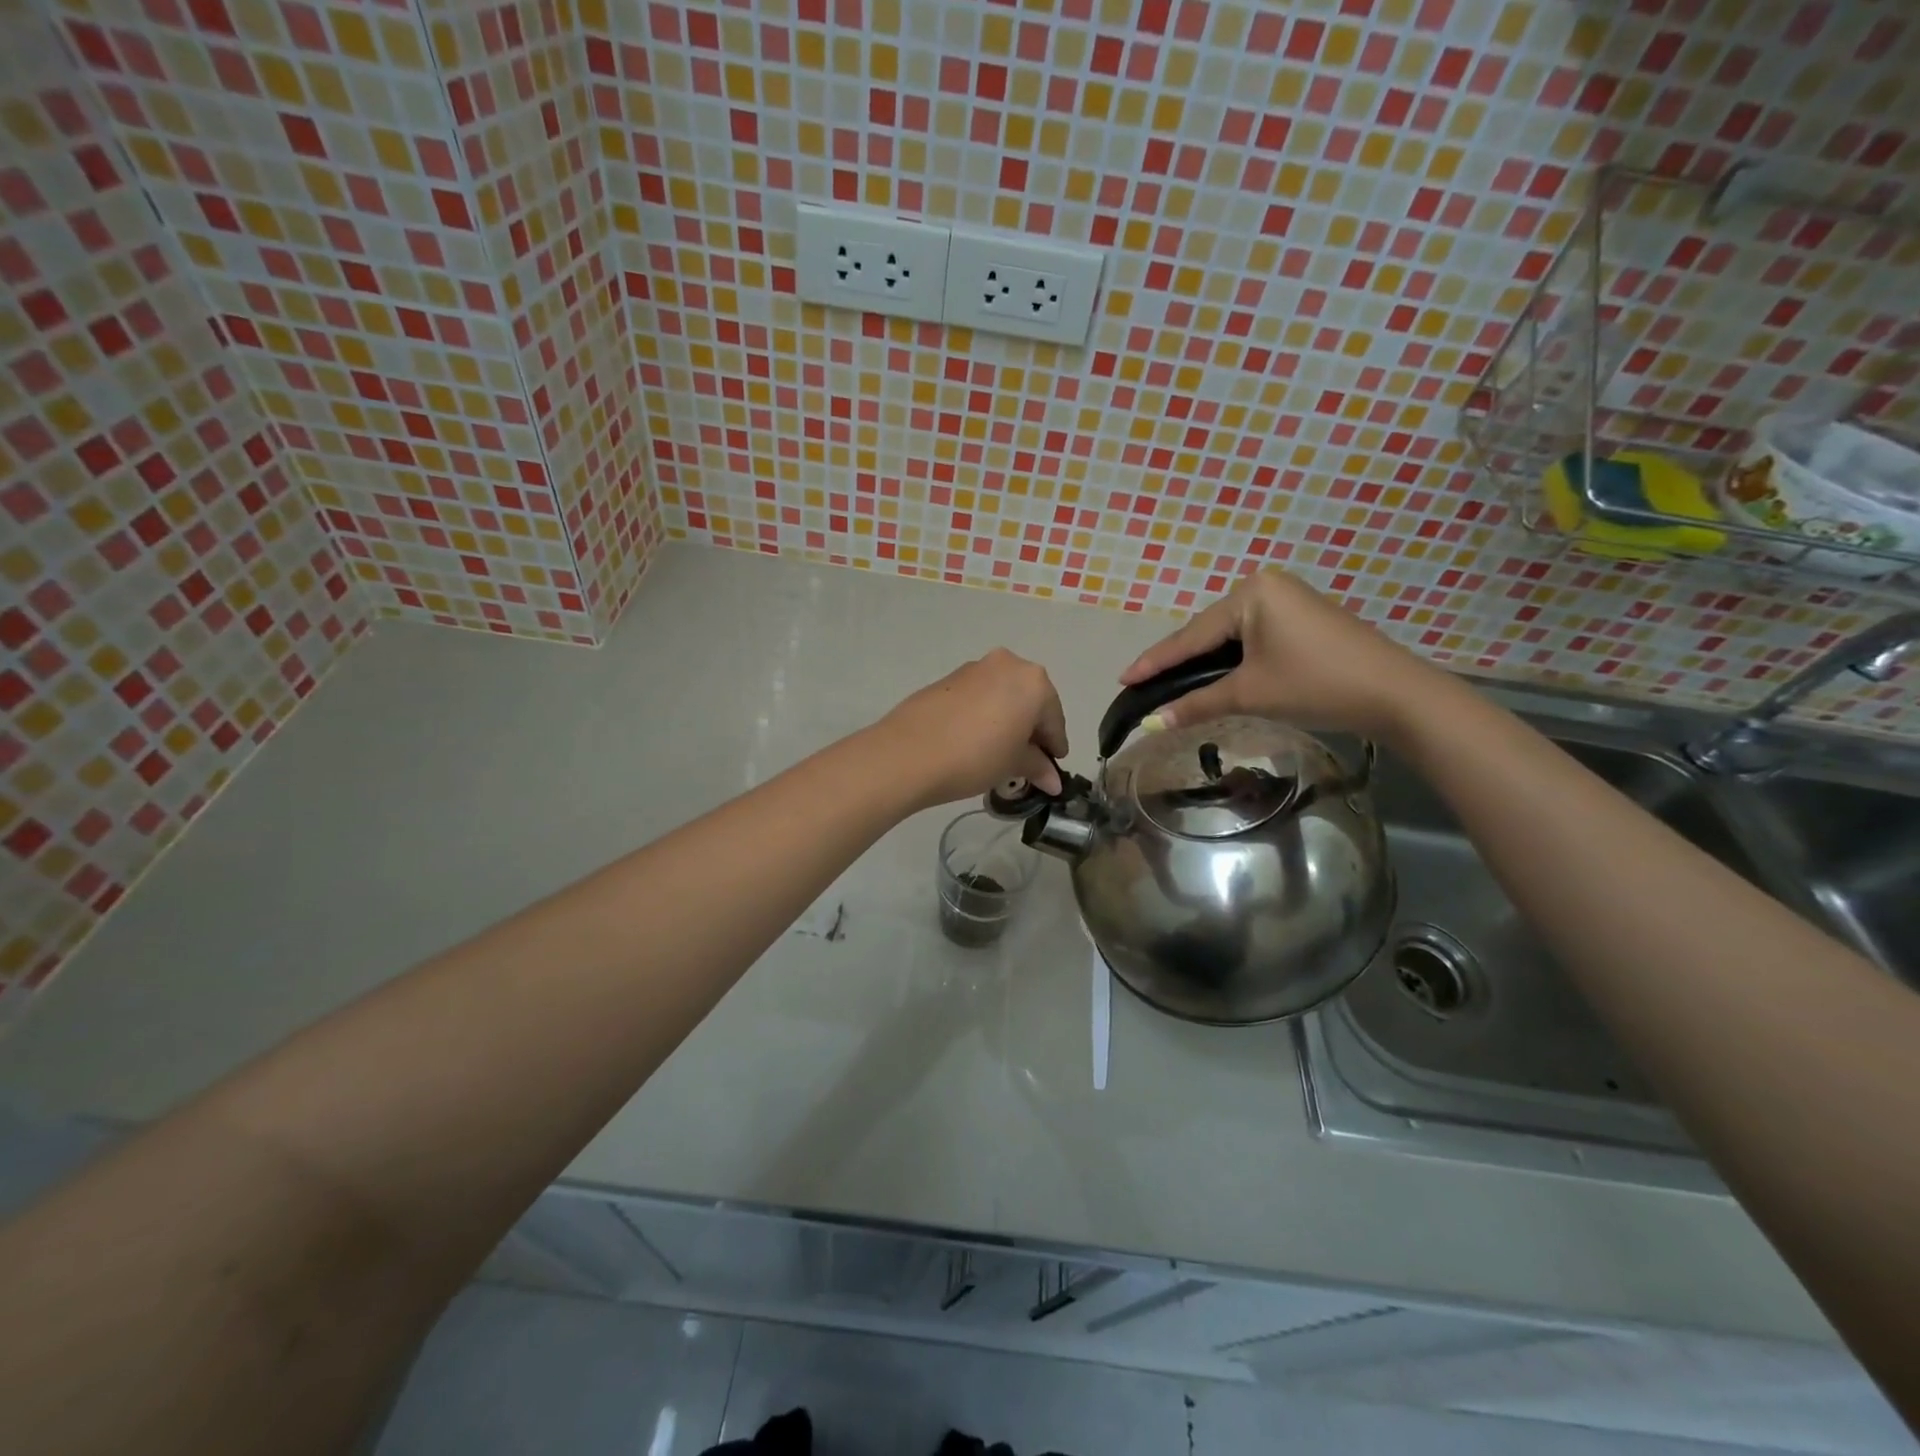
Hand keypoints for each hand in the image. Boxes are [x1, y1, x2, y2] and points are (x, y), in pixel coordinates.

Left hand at [876, 649, 1068, 808]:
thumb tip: (1053, 780)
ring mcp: (975, 667)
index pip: (1054, 718)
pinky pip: (979, 696)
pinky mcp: (948, 678)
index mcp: (1033, 682)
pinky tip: (975, 739)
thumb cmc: (975, 757)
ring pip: (1003, 695)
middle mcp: (1008, 664)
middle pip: (1030, 700)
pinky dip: (985, 714)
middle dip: (1032, 729)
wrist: (908, 753)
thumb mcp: (1012, 765)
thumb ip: (1037, 766)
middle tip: (1029, 760)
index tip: (1053, 768)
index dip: (1055, 746)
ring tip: (1000, 751)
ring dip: (1008, 720)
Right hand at [1119, 570, 1439, 740]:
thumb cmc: (1315, 684)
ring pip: (1230, 637)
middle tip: (1143, 684)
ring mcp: (1288, 600)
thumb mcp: (1249, 694)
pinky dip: (1232, 660)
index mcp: (1250, 593)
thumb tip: (1152, 723)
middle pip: (1208, 632)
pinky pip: (1252, 638)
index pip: (1190, 635)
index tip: (1122, 678)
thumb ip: (1197, 704)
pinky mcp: (1303, 619)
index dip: (1155, 662)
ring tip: (1170, 684)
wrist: (1395, 694)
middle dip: (1178, 662)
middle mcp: (1266, 586)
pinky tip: (1215, 676)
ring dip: (1204, 663)